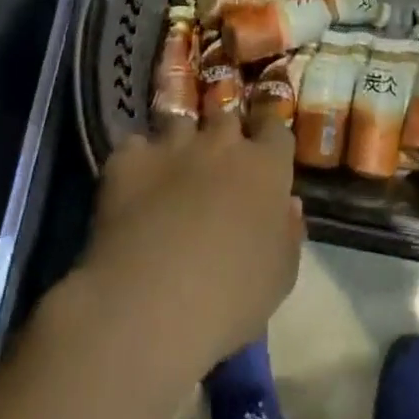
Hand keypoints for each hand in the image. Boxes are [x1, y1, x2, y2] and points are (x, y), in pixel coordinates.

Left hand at [80, 105, 304, 377]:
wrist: (152, 302)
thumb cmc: (232, 296)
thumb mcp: (280, 276)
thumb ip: (288, 233)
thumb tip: (289, 205)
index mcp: (266, 167)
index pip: (275, 128)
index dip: (269, 134)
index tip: (264, 148)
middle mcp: (222, 143)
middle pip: (227, 116)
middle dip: (224, 131)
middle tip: (217, 157)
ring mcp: (173, 146)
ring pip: (179, 121)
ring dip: (180, 139)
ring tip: (173, 165)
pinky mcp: (129, 159)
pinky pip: (134, 145)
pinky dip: (136, 160)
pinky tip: (133, 183)